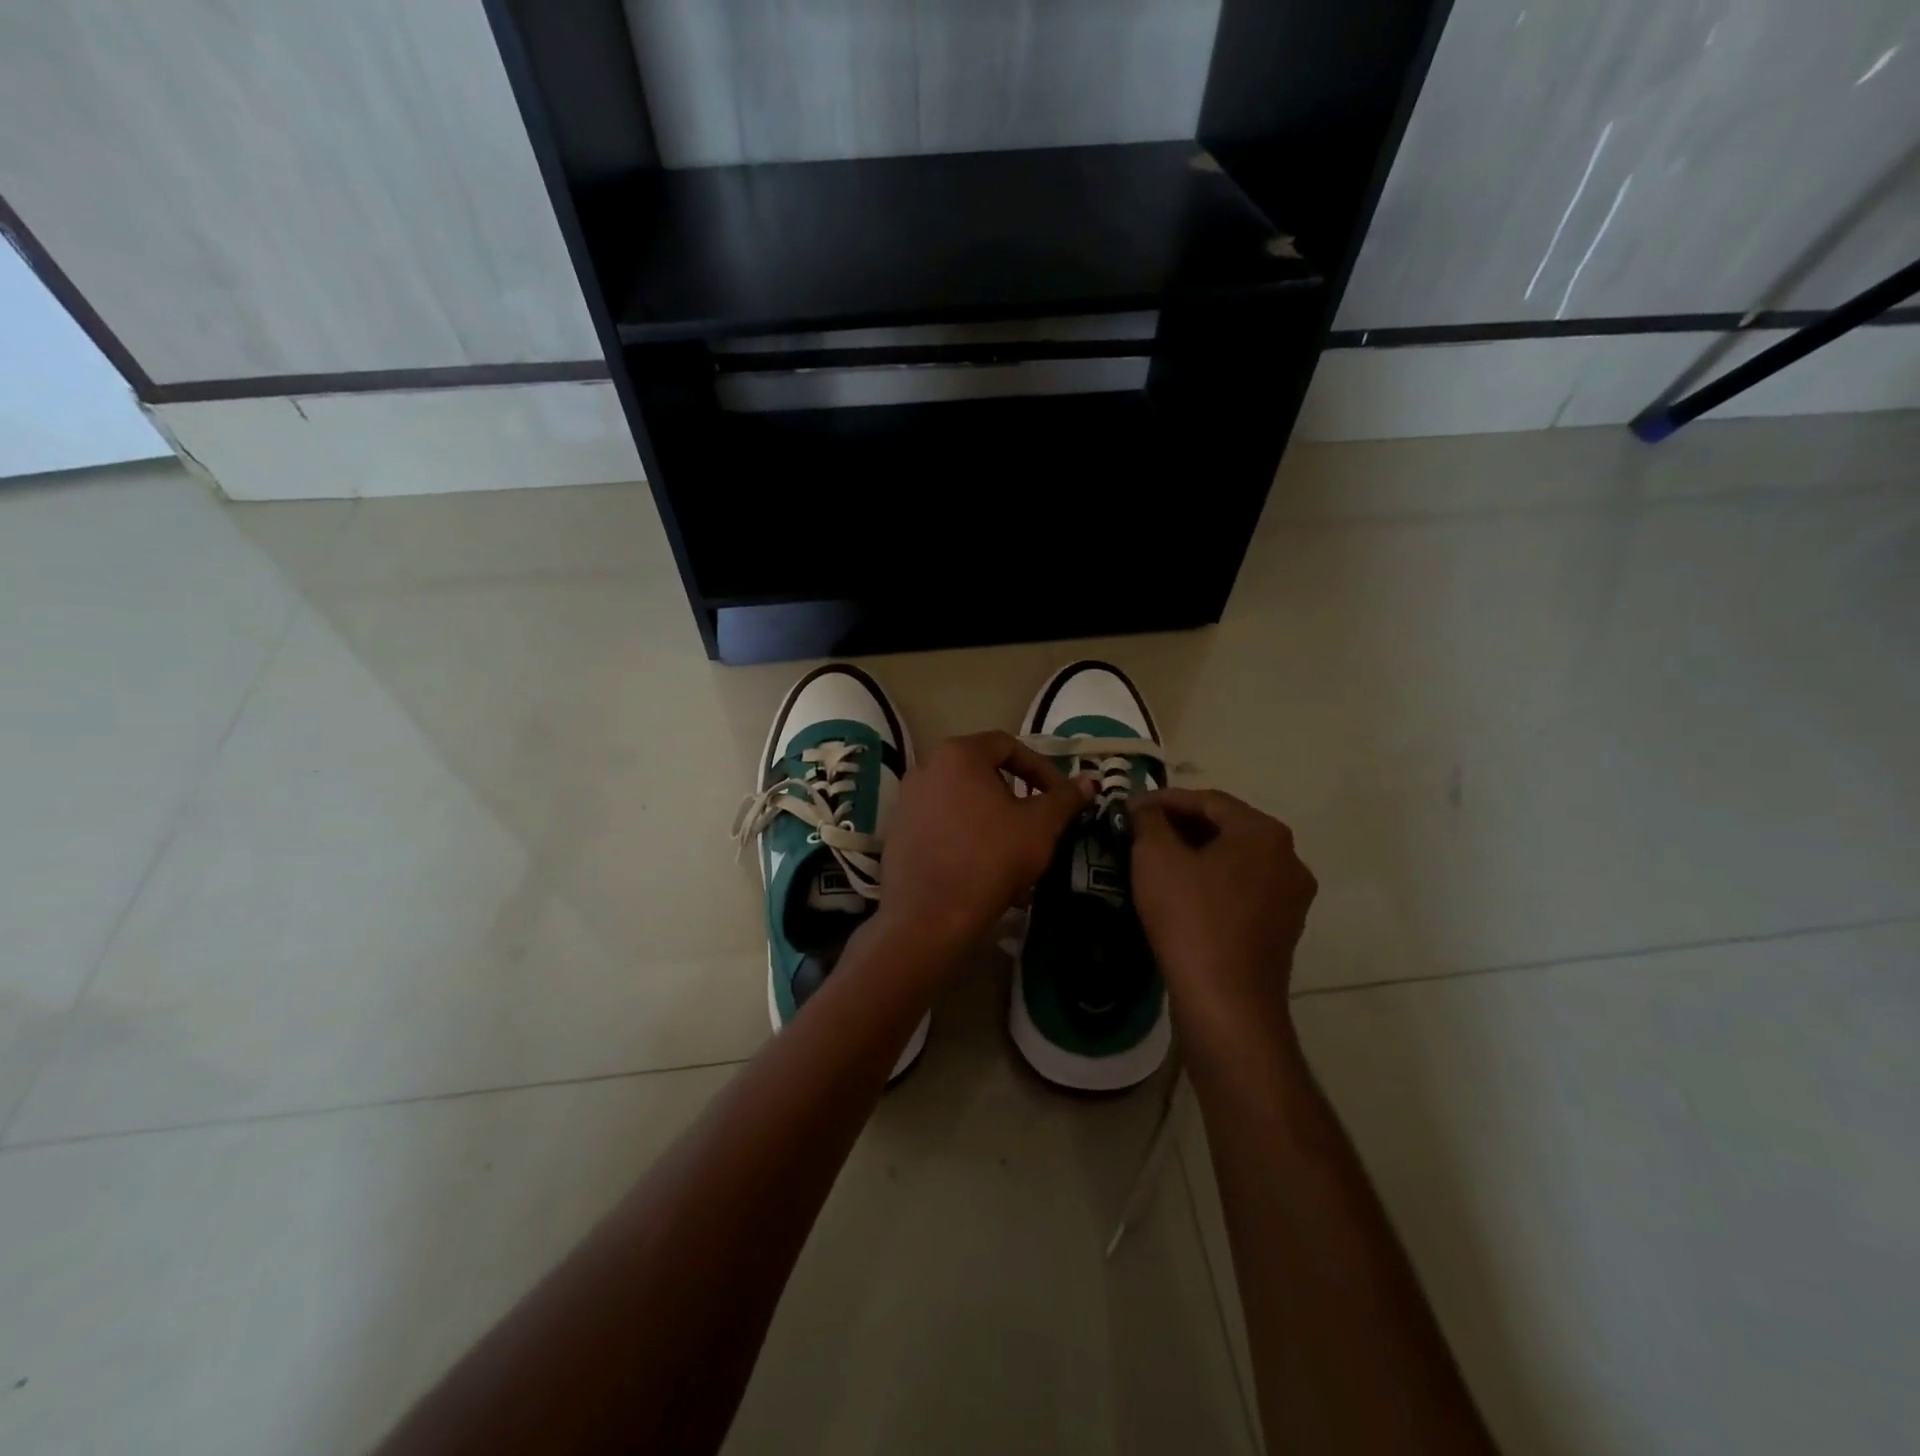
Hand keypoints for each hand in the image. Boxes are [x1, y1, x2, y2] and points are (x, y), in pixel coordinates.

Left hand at [878, 731, 1092, 952]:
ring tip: (1014, 853)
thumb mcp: (1040, 826)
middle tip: (1037, 824)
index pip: (1008, 745)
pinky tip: (985, 870)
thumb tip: (1089, 780)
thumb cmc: (990, 859)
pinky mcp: (898, 833)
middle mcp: (926, 768)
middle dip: (1016, 797)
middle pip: (982, 772)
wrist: (930, 916)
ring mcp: (907, 801)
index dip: (1040, 768)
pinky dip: (967, 838)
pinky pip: (942, 825)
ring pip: (962, 802)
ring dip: (993, 820)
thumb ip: (1065, 798)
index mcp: (958, 755)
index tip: (1058, 797)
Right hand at [1130, 788, 1317, 1048]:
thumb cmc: (1191, 919)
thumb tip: (1145, 807)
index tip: (1130, 807)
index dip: (1164, 799)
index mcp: (1264, 833)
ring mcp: (1290, 898)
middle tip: (1140, 831)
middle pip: (1226, 828)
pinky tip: (1180, 893)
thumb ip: (1149, 820)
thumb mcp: (1155, 858)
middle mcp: (1288, 859)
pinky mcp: (1282, 930)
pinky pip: (1242, 890)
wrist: (1226, 1004)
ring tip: (1155, 860)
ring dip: (1195, 854)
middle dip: (1181, 826)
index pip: (1208, 800)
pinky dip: (1211, 882)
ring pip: (1235, 861)